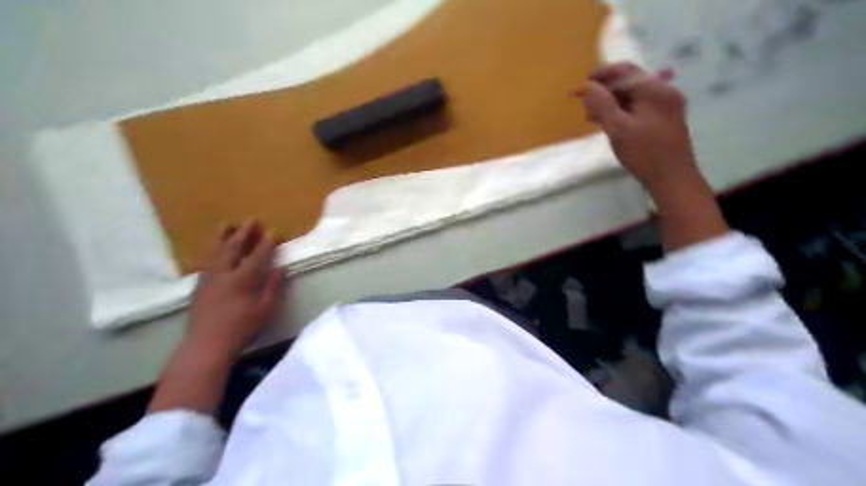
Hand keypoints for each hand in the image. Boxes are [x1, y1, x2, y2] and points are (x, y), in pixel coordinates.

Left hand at [188, 223, 285, 354]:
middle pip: (233, 248)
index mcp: (242, 279)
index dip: (266, 243)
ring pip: (215, 251)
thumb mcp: (265, 309)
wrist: (206, 345)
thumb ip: (273, 287)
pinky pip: (206, 261)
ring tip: (227, 224)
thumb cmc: (241, 328)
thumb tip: (280, 268)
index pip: (257, 256)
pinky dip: (212, 250)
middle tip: (250, 220)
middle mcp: (224, 274)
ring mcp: (208, 278)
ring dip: (222, 236)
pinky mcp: (199, 286)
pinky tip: (214, 249)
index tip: (273, 231)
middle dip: (243, 233)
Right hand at [580, 63, 694, 194]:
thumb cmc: (644, 154)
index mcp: (654, 90)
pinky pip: (640, 106)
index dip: (599, 77)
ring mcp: (667, 105)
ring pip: (634, 95)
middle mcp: (664, 91)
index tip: (579, 89)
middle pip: (629, 81)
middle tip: (585, 106)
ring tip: (593, 117)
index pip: (623, 71)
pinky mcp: (665, 119)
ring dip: (612, 101)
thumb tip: (588, 86)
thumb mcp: (618, 128)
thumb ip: (602, 104)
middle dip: (604, 90)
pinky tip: (610, 123)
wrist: (673, 180)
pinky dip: (622, 110)